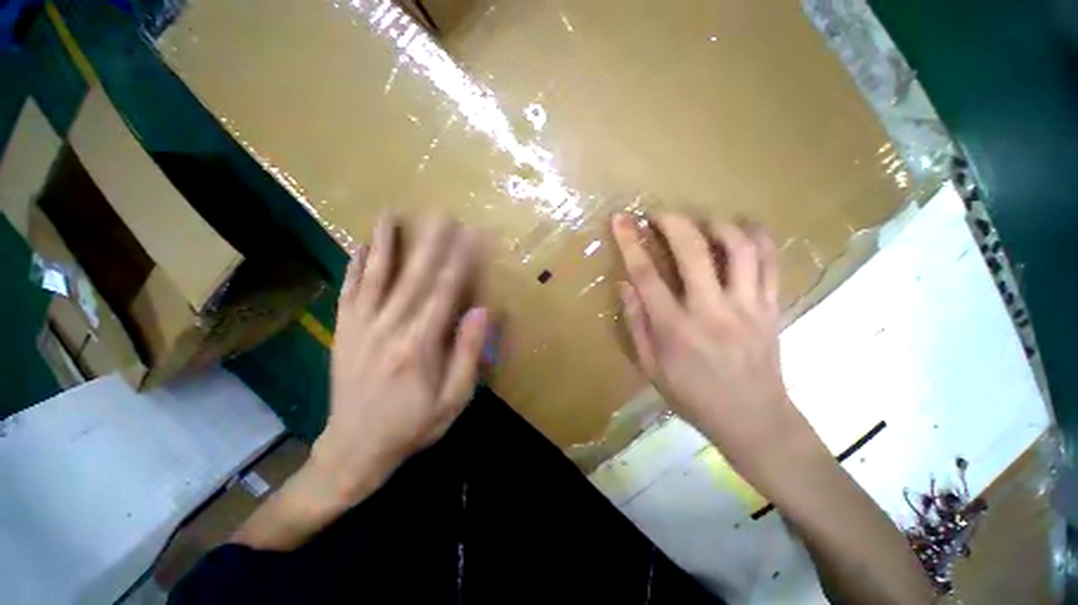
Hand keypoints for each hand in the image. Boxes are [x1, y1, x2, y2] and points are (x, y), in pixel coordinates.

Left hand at [312, 214, 488, 506]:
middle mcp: (389, 328)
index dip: (460, 261)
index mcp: (420, 345)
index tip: (472, 236)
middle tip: (440, 213)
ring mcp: (361, 327)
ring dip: (387, 244)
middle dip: (430, 242)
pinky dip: (355, 268)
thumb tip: (481, 310)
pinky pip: (349, 293)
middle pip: (414, 277)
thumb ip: (467, 353)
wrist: (353, 450)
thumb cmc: (412, 426)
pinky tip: (359, 247)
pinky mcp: (344, 332)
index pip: (445, 291)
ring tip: (391, 215)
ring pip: (376, 277)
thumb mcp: (453, 399)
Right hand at [612, 213, 934, 602]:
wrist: (753, 420)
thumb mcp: (650, 367)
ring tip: (702, 222)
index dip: (630, 243)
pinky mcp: (772, 307)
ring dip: (716, 225)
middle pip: (692, 251)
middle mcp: (711, 310)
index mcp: (675, 328)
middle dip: (672, 222)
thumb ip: (636, 324)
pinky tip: (744, 229)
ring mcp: (748, 306)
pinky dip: (758, 237)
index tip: (621, 220)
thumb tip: (626, 285)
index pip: (646, 275)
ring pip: (738, 248)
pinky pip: (771, 262)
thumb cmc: (693, 396)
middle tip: (659, 214)